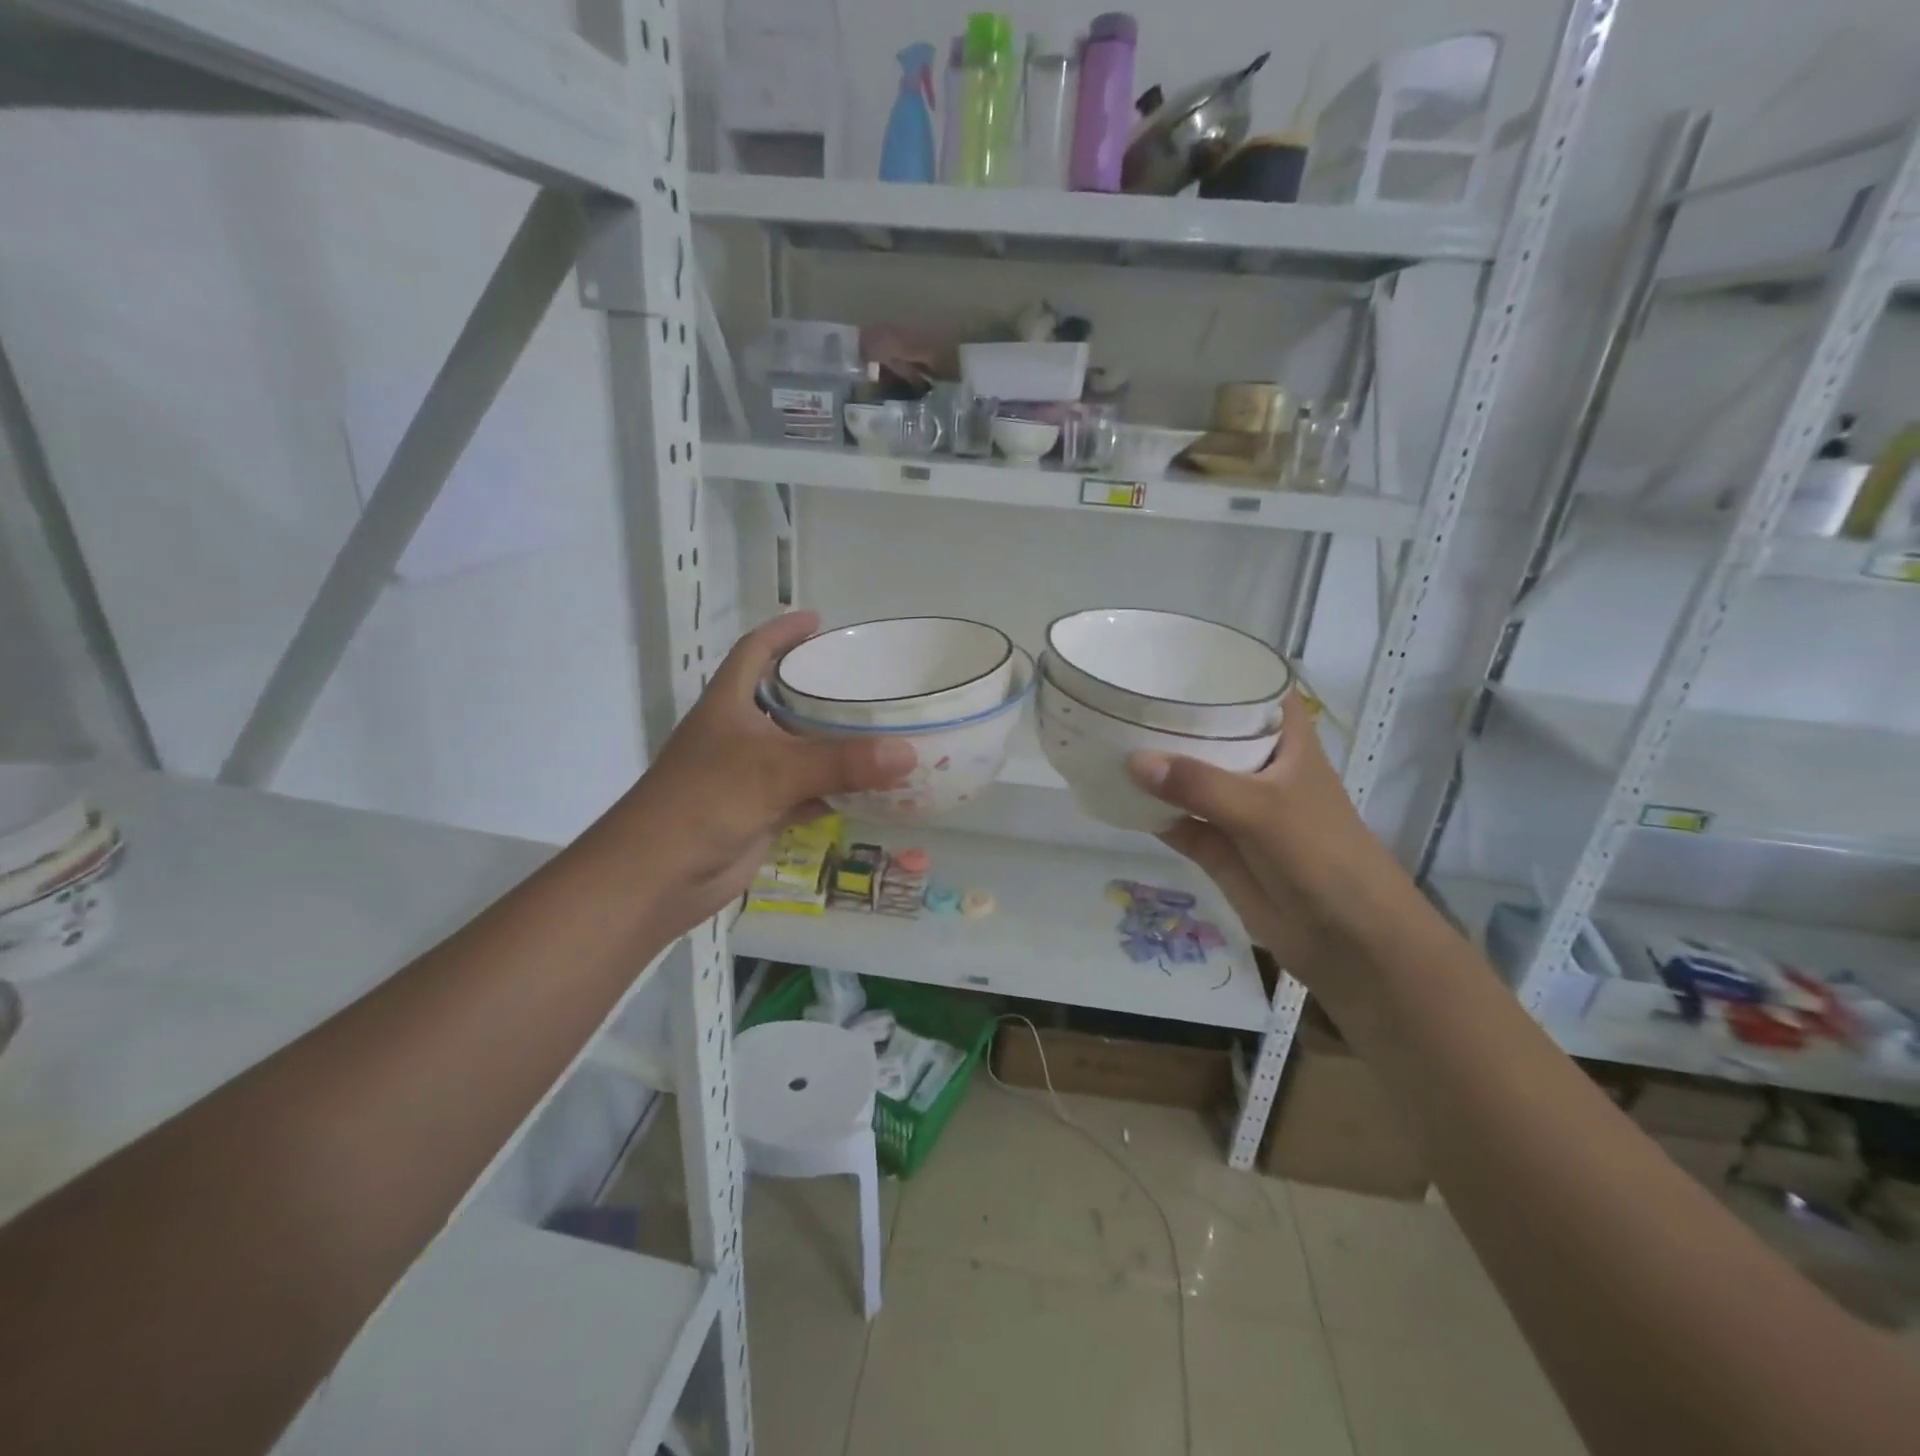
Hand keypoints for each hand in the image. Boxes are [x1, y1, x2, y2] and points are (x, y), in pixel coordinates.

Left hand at [608, 612, 914, 929]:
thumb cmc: (705, 803)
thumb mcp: (774, 771)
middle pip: (784, 699)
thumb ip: (842, 762)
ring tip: (881, 727)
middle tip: (869, 680)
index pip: (754, 651)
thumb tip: (909, 752)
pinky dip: (836, 789)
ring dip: (834, 743)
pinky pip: (808, 791)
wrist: (658, 877)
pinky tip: (871, 788)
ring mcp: (749, 775)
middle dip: (821, 688)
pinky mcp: (761, 811)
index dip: (783, 631)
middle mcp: (738, 733)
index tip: (820, 620)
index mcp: (728, 704)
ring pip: (800, 749)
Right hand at [1126, 693, 1417, 1015]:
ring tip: (1105, 737)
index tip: (1177, 656)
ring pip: (1189, 778)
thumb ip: (1199, 784)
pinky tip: (1113, 794)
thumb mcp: (1262, 809)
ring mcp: (1235, 809)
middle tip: (1121, 694)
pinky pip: (1176, 821)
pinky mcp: (1217, 847)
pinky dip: (1148, 811)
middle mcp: (1259, 768)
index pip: (1258, 691)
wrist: (1347, 940)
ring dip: (1155, 766)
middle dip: (1173, 718)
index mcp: (1286, 743)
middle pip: (1212, 732)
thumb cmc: (1321, 855)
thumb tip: (1133, 760)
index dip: (1225, 670)